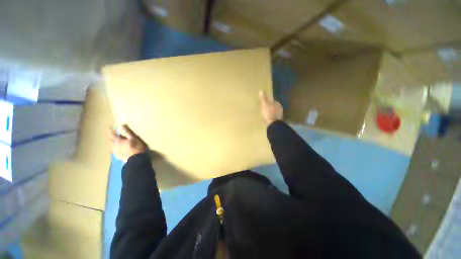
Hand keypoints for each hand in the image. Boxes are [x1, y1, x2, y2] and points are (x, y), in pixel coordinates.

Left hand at [110, 125, 147, 161]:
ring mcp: (116, 152)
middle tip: (115, 135)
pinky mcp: (118, 157)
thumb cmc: (136, 147)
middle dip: (112, 138)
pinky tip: (120, 149)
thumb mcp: (133, 138)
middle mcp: (114, 146)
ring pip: (112, 146)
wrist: (137, 159)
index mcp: (117, 141)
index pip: (112, 135)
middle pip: (110, 141)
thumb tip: (120, 126)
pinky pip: (115, 151)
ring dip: (114, 143)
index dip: (111, 131)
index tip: (112, 128)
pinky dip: (116, 148)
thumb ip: (127, 133)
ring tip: (118, 142)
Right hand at [259, 90, 282, 124]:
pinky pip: (274, 116)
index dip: (268, 100)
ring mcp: (279, 115)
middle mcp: (280, 108)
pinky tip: (268, 118)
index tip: (264, 101)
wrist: (273, 125)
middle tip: (264, 107)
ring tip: (265, 112)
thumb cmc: (269, 113)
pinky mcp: (278, 121)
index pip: (272, 100)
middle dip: (269, 106)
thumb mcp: (264, 105)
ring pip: (274, 111)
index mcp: (277, 103)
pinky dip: (271, 116)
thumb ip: (263, 98)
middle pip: (273, 105)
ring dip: (270, 111)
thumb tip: (261, 91)